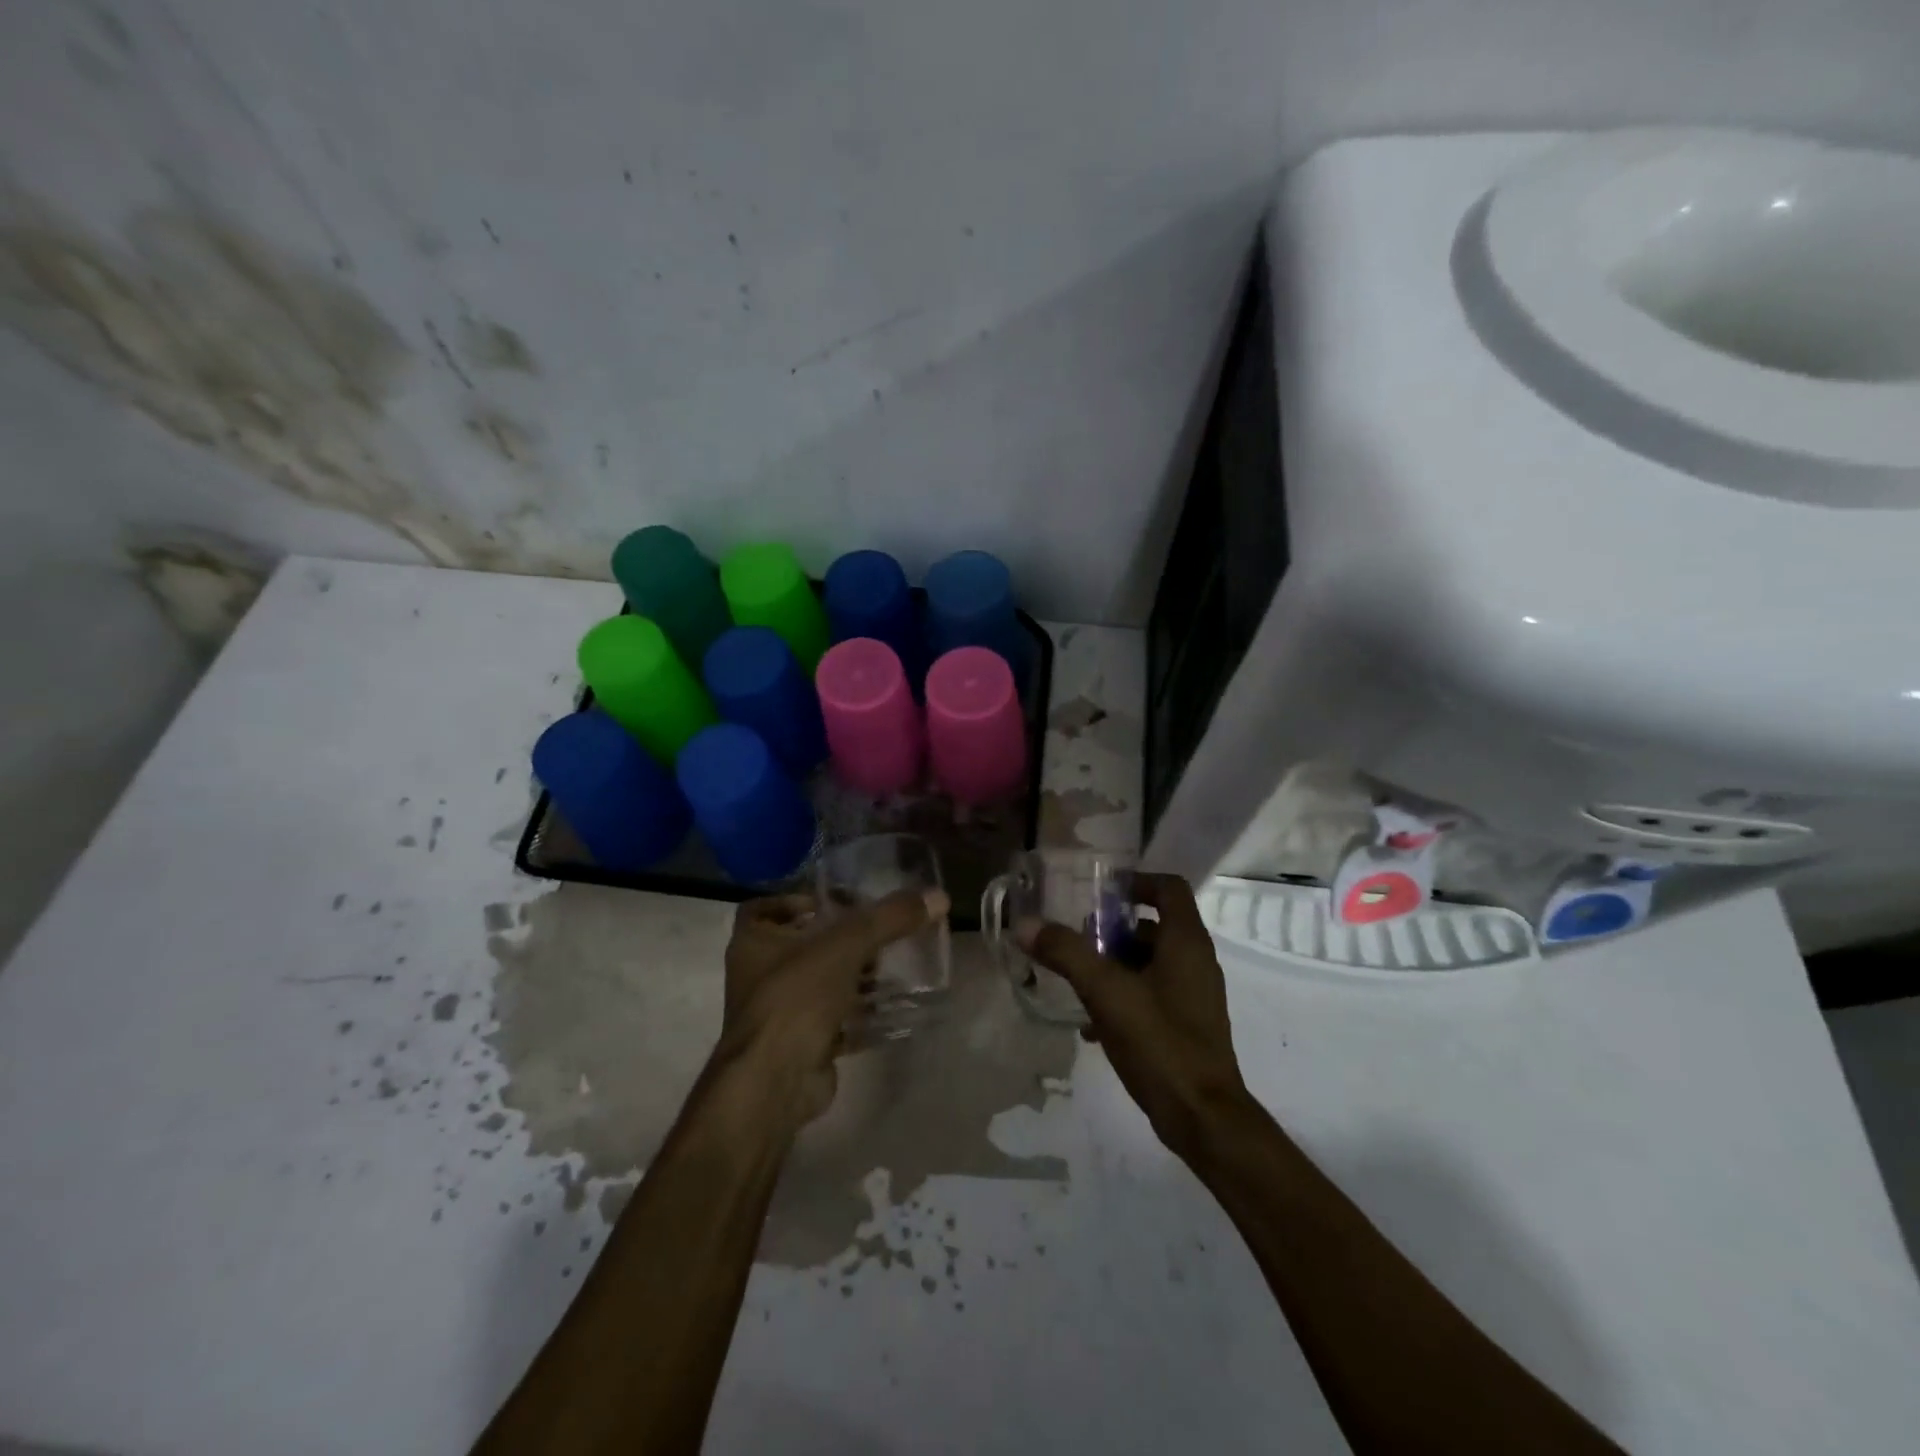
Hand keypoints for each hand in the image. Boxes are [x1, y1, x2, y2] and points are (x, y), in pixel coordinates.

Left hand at [713, 887, 947, 1132]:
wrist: (775, 1081)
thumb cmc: (796, 997)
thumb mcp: (846, 945)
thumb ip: (890, 919)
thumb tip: (939, 897)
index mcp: (754, 942)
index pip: (766, 909)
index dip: (797, 901)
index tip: (833, 903)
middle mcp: (759, 975)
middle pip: (801, 946)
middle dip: (839, 940)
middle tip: (878, 931)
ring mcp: (779, 1013)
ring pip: (820, 984)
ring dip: (853, 976)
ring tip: (892, 965)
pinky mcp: (801, 1043)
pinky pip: (834, 1019)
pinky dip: (860, 1012)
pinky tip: (893, 1005)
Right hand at [1018, 872, 1248, 1159]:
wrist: (1203, 1117)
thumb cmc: (1159, 1042)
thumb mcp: (1105, 992)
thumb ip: (1066, 954)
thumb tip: (1025, 924)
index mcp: (1186, 942)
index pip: (1168, 888)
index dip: (1135, 882)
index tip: (1100, 893)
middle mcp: (1196, 961)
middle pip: (1153, 926)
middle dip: (1113, 929)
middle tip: (1077, 940)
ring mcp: (1195, 995)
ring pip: (1150, 962)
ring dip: (1114, 965)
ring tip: (1077, 981)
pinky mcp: (1188, 1025)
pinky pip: (1153, 994)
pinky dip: (1124, 995)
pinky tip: (1092, 1024)